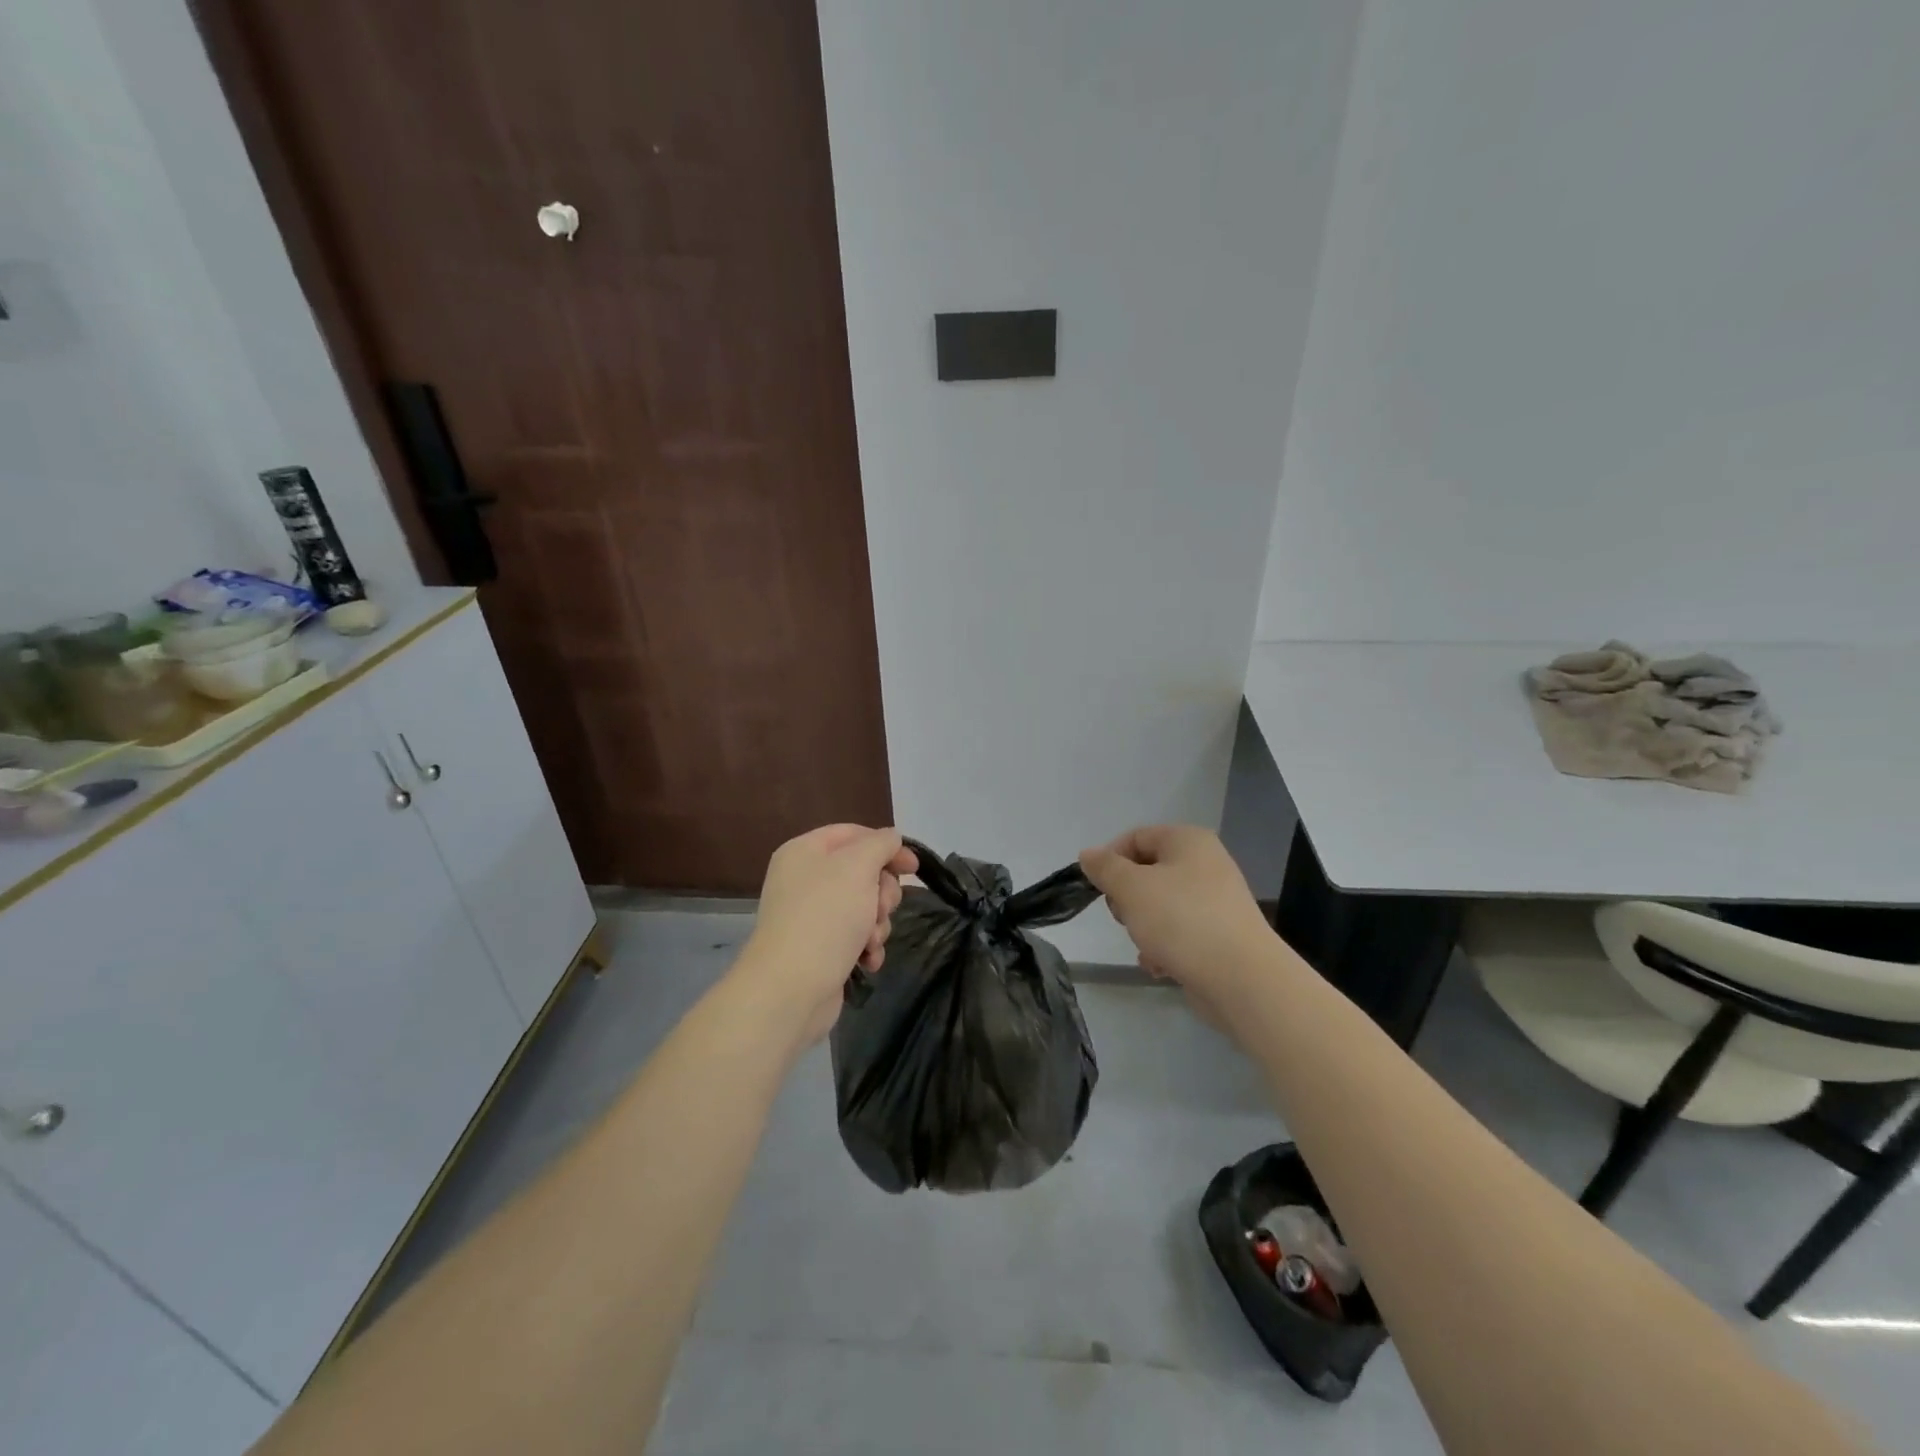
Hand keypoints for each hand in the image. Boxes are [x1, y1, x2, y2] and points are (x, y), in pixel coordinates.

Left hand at [733, 825, 916, 1046]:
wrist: (791, 989)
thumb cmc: (825, 917)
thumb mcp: (858, 867)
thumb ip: (880, 844)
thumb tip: (891, 837)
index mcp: (805, 851)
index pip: (854, 834)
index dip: (886, 846)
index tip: (913, 867)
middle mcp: (805, 880)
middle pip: (863, 872)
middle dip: (882, 892)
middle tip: (881, 908)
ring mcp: (812, 916)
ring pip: (865, 906)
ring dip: (877, 923)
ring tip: (870, 940)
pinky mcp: (820, 948)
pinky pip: (856, 936)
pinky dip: (866, 946)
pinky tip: (867, 960)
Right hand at [1079, 826, 1272, 1008]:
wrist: (1241, 979)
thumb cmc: (1182, 920)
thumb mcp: (1131, 888)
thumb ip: (1105, 868)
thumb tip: (1088, 854)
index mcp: (1188, 841)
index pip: (1136, 837)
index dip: (1110, 860)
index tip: (1098, 889)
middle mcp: (1206, 864)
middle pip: (1147, 872)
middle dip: (1127, 898)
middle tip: (1125, 918)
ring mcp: (1215, 901)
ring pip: (1160, 905)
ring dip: (1143, 927)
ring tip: (1147, 946)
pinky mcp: (1219, 934)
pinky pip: (1179, 932)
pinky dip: (1164, 946)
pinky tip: (1161, 966)